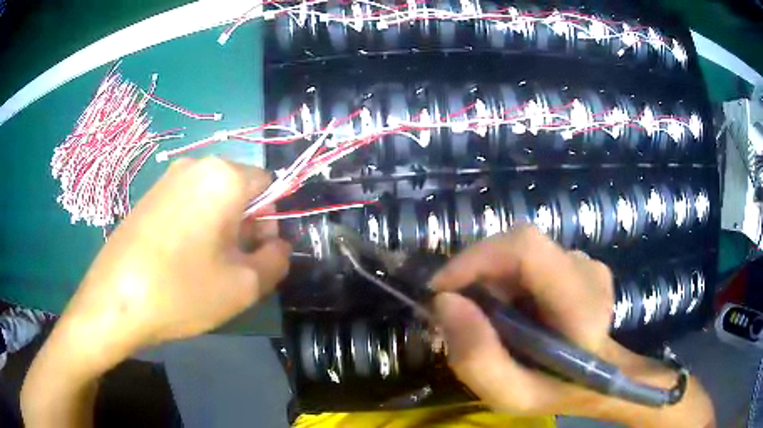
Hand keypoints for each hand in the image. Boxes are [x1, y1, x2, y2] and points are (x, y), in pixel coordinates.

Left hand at [55, 158, 290, 362]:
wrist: (115, 300)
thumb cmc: (183, 291)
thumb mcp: (245, 286)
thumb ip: (277, 260)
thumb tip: (278, 246)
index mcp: (223, 177)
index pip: (269, 184)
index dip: (271, 220)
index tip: (256, 254)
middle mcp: (196, 166)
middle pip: (239, 189)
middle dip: (245, 225)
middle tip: (232, 266)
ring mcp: (167, 179)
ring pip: (212, 198)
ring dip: (220, 228)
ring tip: (205, 267)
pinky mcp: (149, 196)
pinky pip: (186, 204)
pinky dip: (195, 227)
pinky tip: (180, 261)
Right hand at [430, 227, 713, 426]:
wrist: (598, 378)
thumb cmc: (557, 391)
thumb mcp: (511, 395)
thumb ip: (477, 357)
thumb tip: (444, 302)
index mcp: (581, 304)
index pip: (526, 248)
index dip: (476, 258)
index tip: (441, 289)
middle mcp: (587, 270)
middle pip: (518, 248)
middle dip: (478, 276)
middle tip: (462, 314)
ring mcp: (587, 263)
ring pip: (523, 255)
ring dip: (495, 282)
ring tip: (494, 321)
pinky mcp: (580, 262)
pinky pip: (533, 260)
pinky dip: (510, 282)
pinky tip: (517, 312)